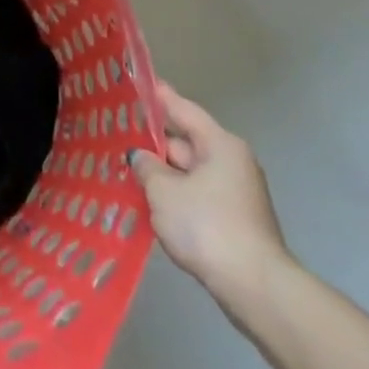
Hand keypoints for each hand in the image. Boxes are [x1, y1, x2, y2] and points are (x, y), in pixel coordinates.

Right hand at [132, 83, 288, 308]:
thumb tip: (140, 156)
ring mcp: (233, 193)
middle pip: (184, 142)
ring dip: (160, 172)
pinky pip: (193, 195)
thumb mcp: (163, 190)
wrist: (253, 287)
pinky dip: (172, 195)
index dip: (158, 96)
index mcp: (219, 145)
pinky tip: (146, 200)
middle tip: (114, 133)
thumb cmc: (206, 225)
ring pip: (187, 172)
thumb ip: (146, 166)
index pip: (182, 110)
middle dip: (151, 141)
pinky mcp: (231, 220)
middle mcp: (230, 162)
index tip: (136, 82)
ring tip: (123, 167)